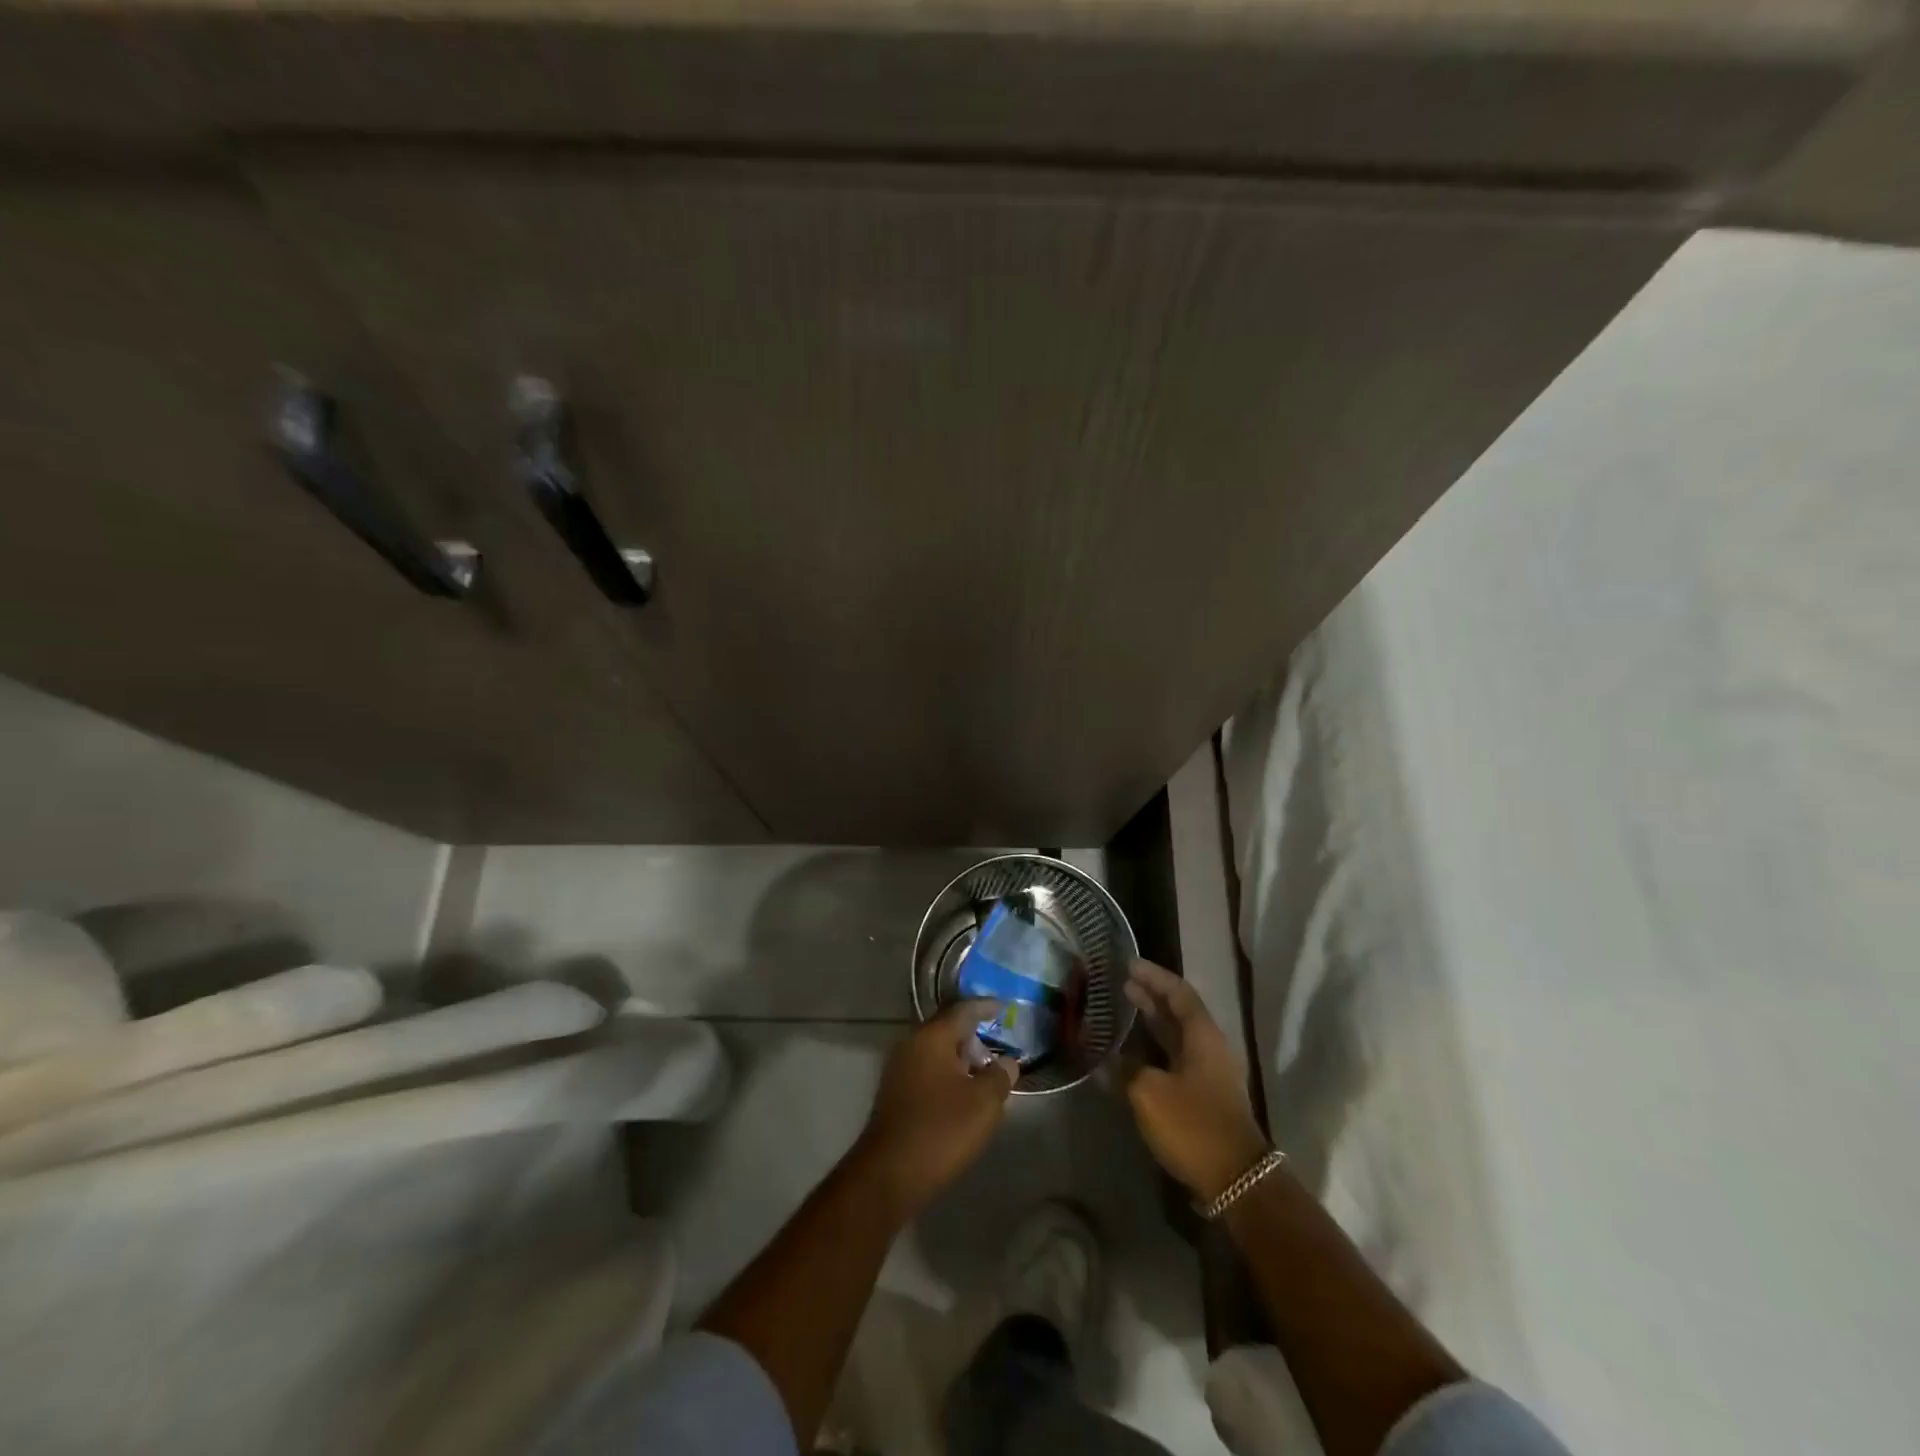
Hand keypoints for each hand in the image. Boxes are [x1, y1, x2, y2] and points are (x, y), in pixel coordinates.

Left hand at [853, 1000, 1018, 1217]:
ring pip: (936, 1051)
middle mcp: (911, 1044)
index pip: (962, 1009)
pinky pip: (926, 1070)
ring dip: (960, 1058)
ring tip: (984, 1073)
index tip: (1004, 1007)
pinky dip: (947, 1074)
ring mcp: (898, 1069)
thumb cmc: (941, 1130)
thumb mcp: (983, 1103)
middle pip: (946, 1029)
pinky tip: (962, 1093)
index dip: (985, 1007)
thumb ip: (999, 1076)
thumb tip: (1007, 1061)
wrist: (889, 1174)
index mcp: (931, 1037)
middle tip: (998, 1046)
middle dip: (973, 1035)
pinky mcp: (894, 1093)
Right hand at [1122, 959, 1269, 1201]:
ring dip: (1151, 1022)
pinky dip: (1153, 1049)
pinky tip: (1131, 1055)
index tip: (1128, 964)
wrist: (1236, 1180)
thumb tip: (1107, 1060)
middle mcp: (1208, 1047)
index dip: (1153, 976)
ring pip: (1177, 1036)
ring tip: (1123, 1010)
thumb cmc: (1193, 1125)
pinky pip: (1174, 1059)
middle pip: (1178, 1012)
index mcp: (1202, 1035)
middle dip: (1150, 996)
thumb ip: (1125, 1069)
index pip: (1178, 992)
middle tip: (1121, 984)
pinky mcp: (1202, 1097)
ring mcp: (1208, 1074)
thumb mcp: (1149, 1093)